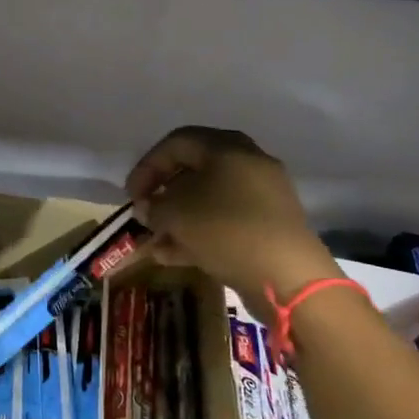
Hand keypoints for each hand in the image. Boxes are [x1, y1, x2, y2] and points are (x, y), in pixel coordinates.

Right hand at [125, 127, 337, 305]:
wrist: (287, 275)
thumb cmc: (226, 230)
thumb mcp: (176, 214)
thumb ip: (154, 206)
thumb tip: (149, 208)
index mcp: (227, 148)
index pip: (177, 143)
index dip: (147, 166)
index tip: (132, 195)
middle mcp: (248, 163)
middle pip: (195, 170)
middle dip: (164, 193)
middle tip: (146, 213)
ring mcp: (262, 196)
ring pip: (209, 199)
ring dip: (178, 218)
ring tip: (155, 241)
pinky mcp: (268, 226)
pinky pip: (225, 221)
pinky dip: (199, 233)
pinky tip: (174, 256)